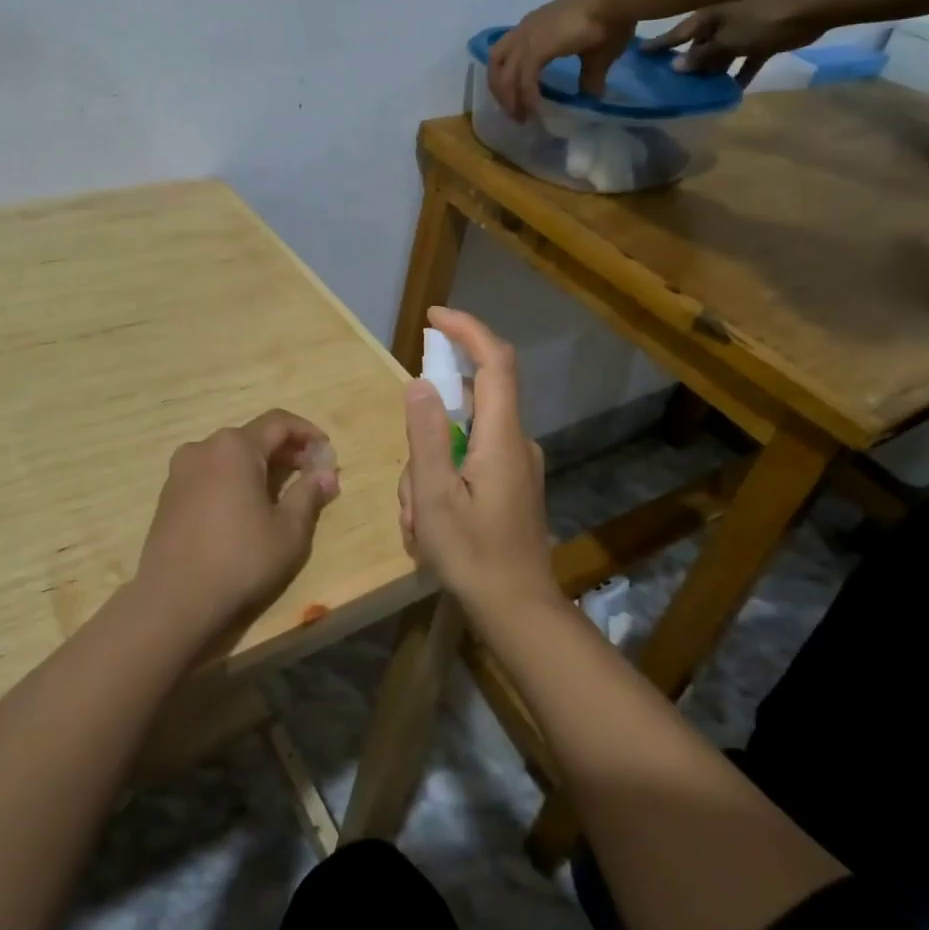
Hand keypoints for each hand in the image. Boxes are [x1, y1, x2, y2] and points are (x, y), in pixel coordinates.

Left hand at [135, 410, 339, 641]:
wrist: (173, 600)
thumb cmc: (240, 560)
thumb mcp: (289, 531)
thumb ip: (310, 494)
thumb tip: (328, 473)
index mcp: (235, 447)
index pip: (279, 422)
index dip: (307, 433)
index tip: (327, 452)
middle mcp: (204, 447)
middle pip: (253, 436)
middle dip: (285, 451)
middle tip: (310, 474)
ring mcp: (180, 470)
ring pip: (229, 455)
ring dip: (258, 465)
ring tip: (280, 492)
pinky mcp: (168, 494)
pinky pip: (210, 473)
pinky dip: (233, 479)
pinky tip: (245, 508)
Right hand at [397, 308, 556, 616]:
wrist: (519, 612)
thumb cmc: (473, 555)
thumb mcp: (434, 496)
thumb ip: (427, 435)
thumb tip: (421, 383)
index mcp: (502, 437)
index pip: (495, 361)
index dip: (467, 330)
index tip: (434, 317)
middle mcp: (516, 442)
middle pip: (468, 405)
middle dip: (427, 434)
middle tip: (409, 488)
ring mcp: (516, 465)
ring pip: (461, 441)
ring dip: (429, 469)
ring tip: (416, 521)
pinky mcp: (512, 484)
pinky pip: (469, 463)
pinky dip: (442, 482)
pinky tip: (428, 525)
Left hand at [488, 0, 635, 122]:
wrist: (617, 2)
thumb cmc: (610, 22)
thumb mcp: (595, 57)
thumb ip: (589, 77)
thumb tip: (593, 95)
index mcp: (533, 27)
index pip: (505, 54)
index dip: (505, 78)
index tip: (514, 99)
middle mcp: (524, 30)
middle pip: (495, 65)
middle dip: (500, 92)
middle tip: (513, 113)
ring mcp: (528, 38)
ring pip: (505, 76)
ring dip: (510, 100)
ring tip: (521, 118)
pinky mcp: (536, 48)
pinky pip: (524, 80)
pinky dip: (527, 97)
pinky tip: (536, 110)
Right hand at [652, 0, 821, 85]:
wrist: (816, 4)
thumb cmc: (764, 18)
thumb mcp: (727, 41)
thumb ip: (702, 56)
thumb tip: (675, 66)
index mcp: (708, 16)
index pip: (676, 33)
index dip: (659, 44)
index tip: (639, 54)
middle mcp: (722, 20)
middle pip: (698, 45)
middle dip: (687, 62)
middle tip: (670, 83)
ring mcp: (744, 27)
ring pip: (721, 53)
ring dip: (713, 71)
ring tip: (698, 92)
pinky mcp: (764, 37)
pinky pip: (746, 58)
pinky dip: (740, 72)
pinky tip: (732, 91)